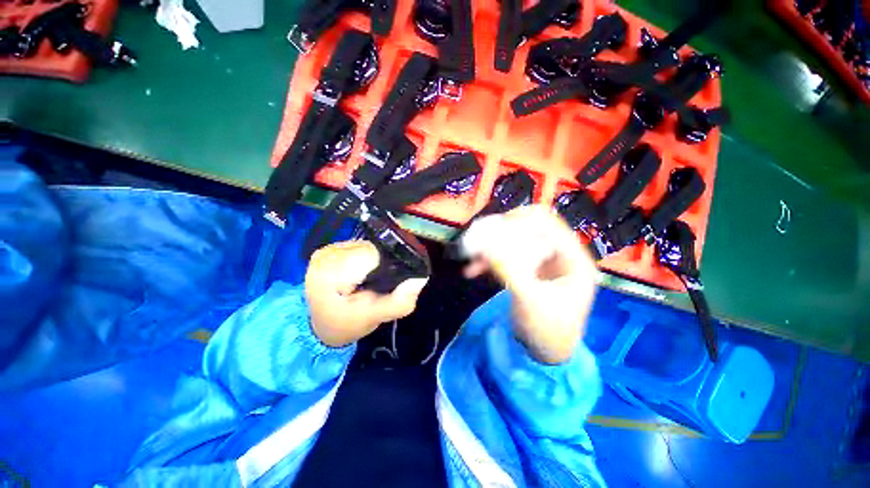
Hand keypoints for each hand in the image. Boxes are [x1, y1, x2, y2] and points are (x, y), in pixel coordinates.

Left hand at [305, 240, 427, 346]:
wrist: (319, 325)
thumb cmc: (345, 324)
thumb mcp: (373, 318)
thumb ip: (398, 302)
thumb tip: (420, 278)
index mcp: (332, 271)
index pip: (374, 254)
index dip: (391, 265)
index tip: (393, 281)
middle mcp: (328, 253)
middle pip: (372, 248)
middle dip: (384, 264)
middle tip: (383, 284)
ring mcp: (328, 249)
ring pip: (368, 246)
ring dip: (377, 261)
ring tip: (373, 279)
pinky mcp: (331, 248)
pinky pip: (360, 247)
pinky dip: (368, 259)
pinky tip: (364, 273)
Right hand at [462, 205, 596, 363]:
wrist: (544, 354)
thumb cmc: (546, 330)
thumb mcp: (528, 300)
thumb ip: (508, 269)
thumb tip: (484, 244)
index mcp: (572, 258)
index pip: (548, 223)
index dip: (519, 219)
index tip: (491, 227)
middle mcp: (559, 255)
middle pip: (528, 228)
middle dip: (501, 232)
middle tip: (478, 239)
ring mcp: (542, 262)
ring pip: (514, 242)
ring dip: (492, 247)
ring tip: (470, 255)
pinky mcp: (528, 271)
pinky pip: (507, 257)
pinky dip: (490, 261)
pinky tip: (472, 269)